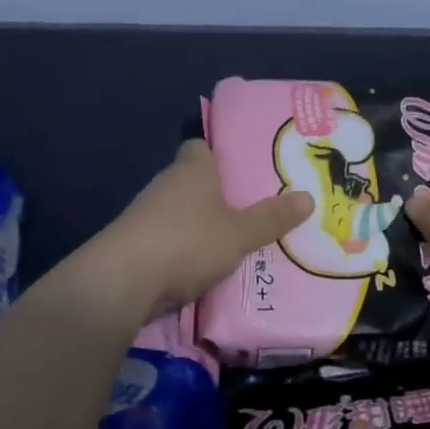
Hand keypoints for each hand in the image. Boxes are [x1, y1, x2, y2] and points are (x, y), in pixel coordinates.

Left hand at [92, 140, 314, 318]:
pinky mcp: (132, 244)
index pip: (201, 146)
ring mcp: (144, 214)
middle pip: (191, 180)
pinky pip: (164, 239)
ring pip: (177, 212)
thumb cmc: (187, 242)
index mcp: (192, 169)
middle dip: (215, 194)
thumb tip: (308, 197)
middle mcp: (165, 184)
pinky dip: (180, 250)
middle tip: (248, 208)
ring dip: (196, 225)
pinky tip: (198, 268)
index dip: (219, 153)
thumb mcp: (240, 234)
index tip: (241, 167)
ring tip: (229, 241)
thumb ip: (272, 218)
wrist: (121, 282)